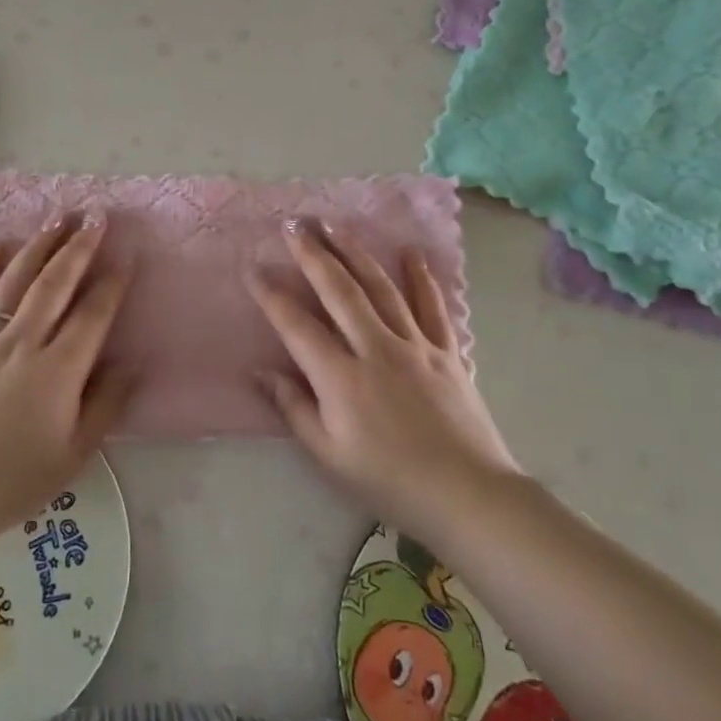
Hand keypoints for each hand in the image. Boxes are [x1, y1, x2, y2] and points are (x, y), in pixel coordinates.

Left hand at [0, 214, 133, 546]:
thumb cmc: (13, 481)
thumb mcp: (74, 453)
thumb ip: (106, 404)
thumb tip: (131, 363)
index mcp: (58, 371)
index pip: (92, 314)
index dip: (112, 282)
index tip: (126, 254)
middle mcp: (22, 343)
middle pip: (55, 284)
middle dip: (78, 247)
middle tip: (95, 216)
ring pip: (14, 281)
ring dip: (39, 246)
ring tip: (57, 218)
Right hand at [246, 220, 520, 534]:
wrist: (468, 496)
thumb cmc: (389, 481)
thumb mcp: (329, 455)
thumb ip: (294, 408)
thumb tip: (260, 372)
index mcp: (341, 378)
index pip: (297, 325)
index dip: (271, 295)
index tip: (252, 266)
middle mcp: (375, 349)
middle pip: (339, 291)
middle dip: (313, 254)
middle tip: (294, 223)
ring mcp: (415, 346)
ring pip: (380, 288)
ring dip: (355, 253)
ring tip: (335, 225)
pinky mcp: (447, 352)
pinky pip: (431, 306)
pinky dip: (421, 277)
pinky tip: (410, 252)